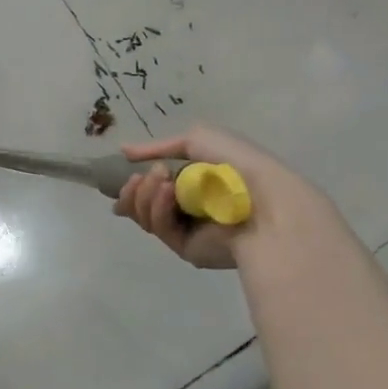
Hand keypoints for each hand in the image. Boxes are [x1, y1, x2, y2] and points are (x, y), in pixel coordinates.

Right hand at [113, 124, 312, 268]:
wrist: (264, 199)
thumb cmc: (236, 165)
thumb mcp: (197, 139)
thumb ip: (158, 147)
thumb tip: (123, 151)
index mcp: (193, 182)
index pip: (152, 185)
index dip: (134, 181)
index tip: (125, 172)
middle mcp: (187, 207)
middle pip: (141, 203)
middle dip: (134, 189)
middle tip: (137, 178)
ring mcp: (185, 229)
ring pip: (145, 216)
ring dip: (144, 195)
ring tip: (160, 180)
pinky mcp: (186, 248)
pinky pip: (160, 229)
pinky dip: (159, 209)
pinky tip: (168, 194)